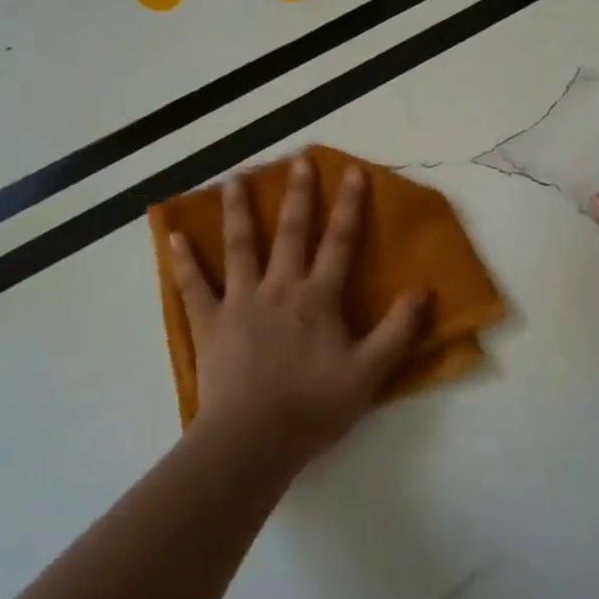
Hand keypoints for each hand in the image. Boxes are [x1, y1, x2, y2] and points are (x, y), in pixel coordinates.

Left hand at [168, 157, 428, 467]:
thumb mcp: (370, 373)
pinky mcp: (210, 323)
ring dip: (238, 211)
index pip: (339, 242)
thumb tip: (424, 290)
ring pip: (240, 247)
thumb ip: (398, 330)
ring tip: (235, 180)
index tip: (353, 171)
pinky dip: (184, 260)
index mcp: (318, 298)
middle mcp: (280, 288)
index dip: (349, 205)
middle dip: (297, 194)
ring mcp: (240, 302)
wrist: (252, 439)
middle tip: (297, 160)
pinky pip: (194, 286)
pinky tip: (175, 236)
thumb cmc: (313, 406)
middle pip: (291, 232)